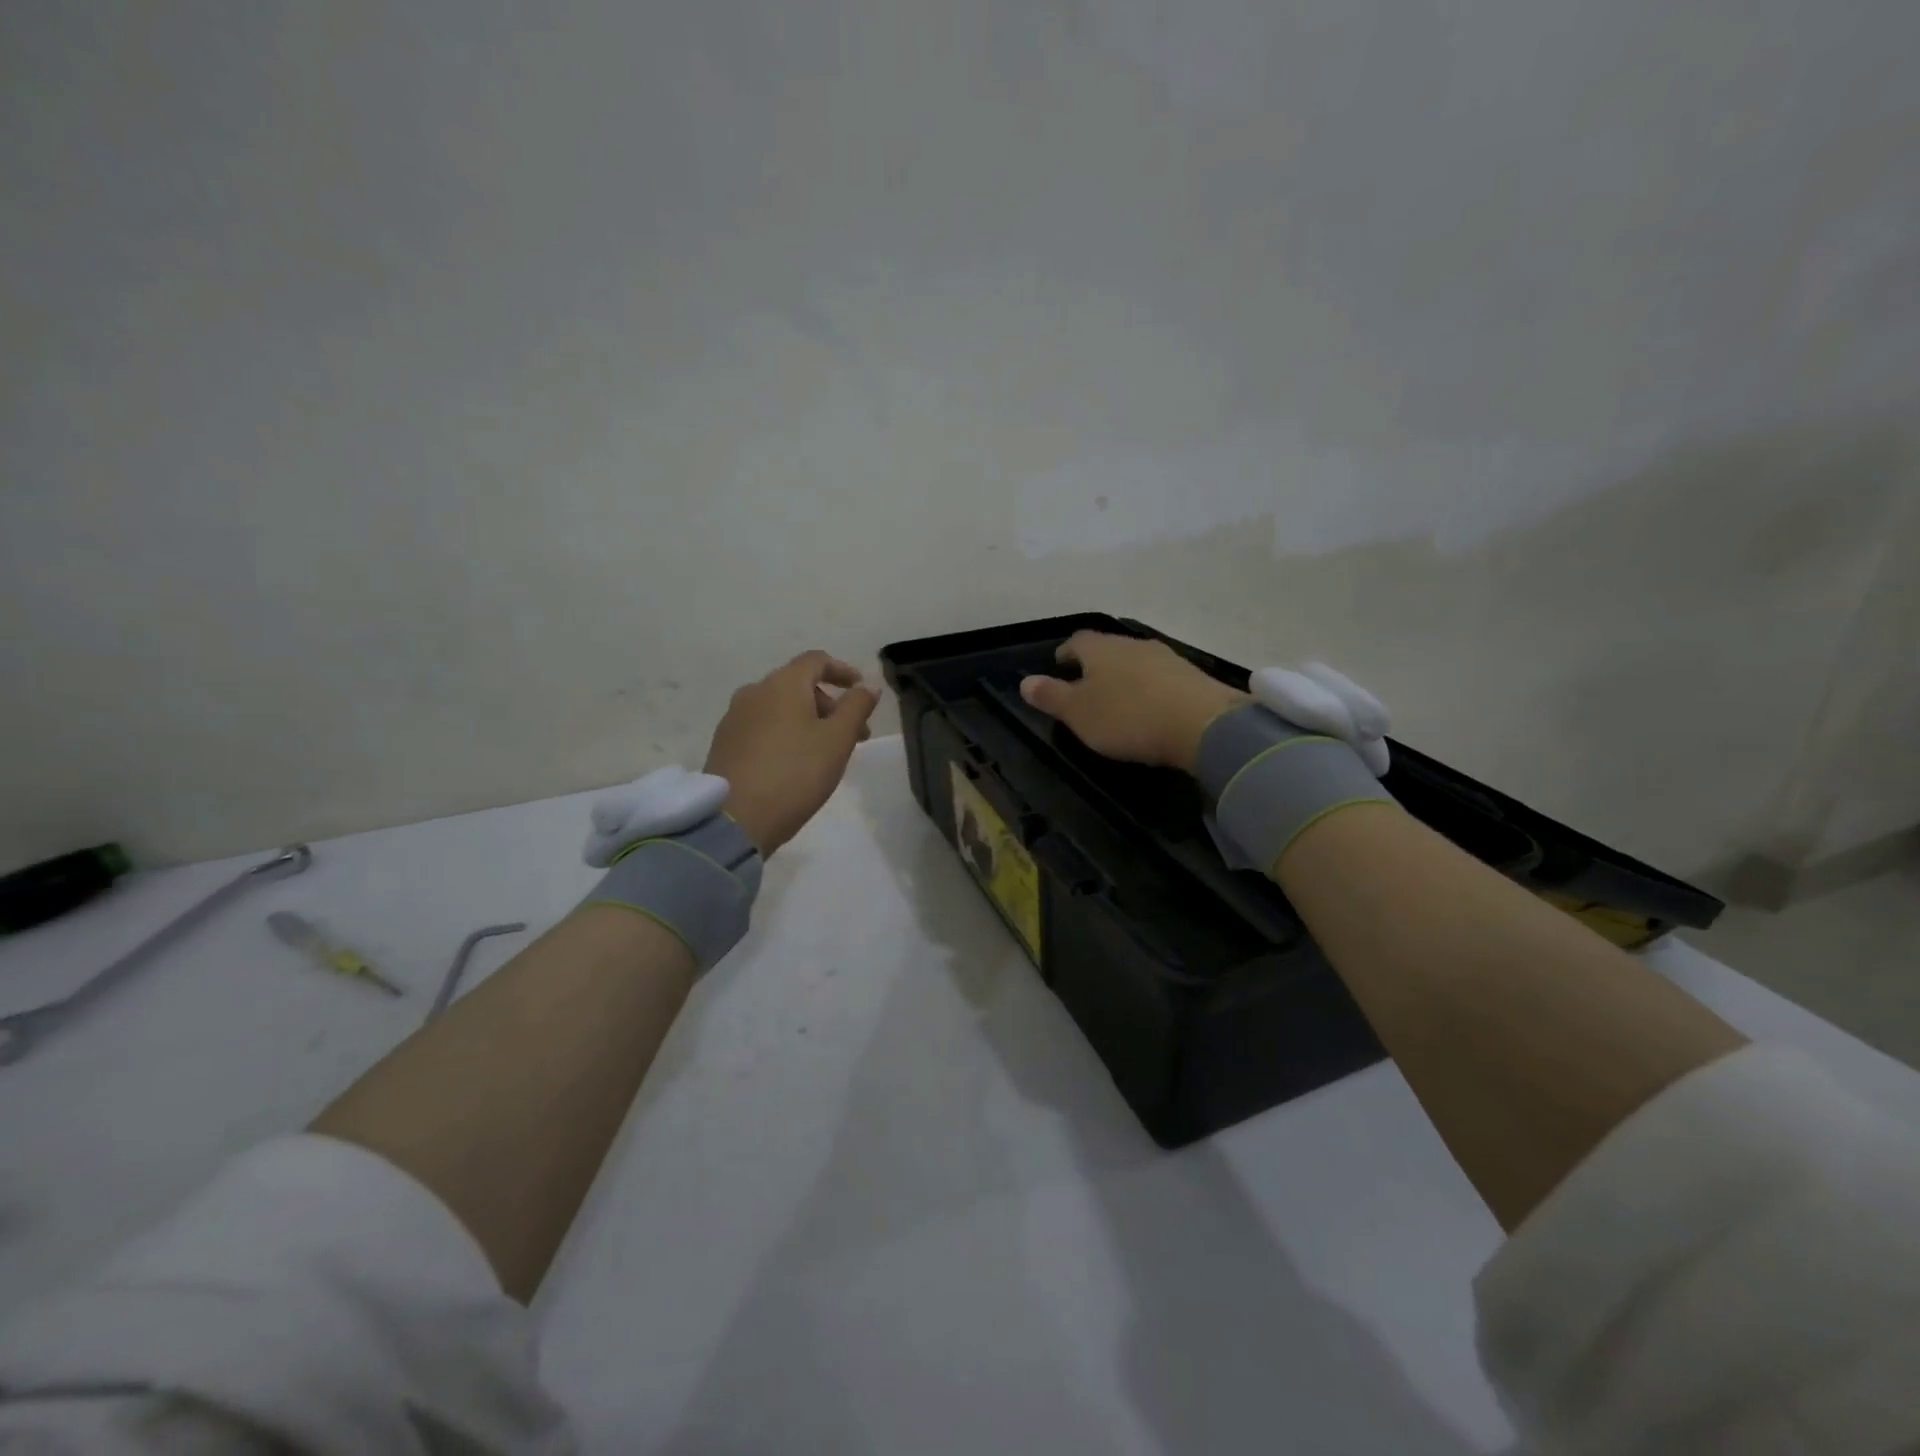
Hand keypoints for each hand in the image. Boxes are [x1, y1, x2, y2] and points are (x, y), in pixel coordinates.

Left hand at [704, 651, 880, 854]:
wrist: (735, 819)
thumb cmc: (795, 773)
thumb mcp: (837, 740)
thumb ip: (857, 707)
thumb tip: (868, 686)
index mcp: (782, 684)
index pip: (816, 660)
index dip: (842, 670)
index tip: (861, 689)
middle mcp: (754, 692)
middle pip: (798, 684)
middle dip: (830, 704)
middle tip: (853, 735)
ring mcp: (734, 718)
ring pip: (779, 707)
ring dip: (808, 720)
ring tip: (825, 752)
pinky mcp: (724, 743)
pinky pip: (763, 726)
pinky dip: (785, 733)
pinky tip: (795, 762)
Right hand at [1020, 631, 1247, 772]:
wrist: (1202, 725)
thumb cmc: (1127, 717)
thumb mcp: (1078, 713)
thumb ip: (1051, 696)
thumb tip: (1025, 681)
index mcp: (1100, 649)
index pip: (1077, 641)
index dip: (1066, 653)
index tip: (1060, 665)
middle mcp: (1133, 644)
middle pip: (1108, 649)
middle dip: (1096, 665)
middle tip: (1086, 686)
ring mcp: (1166, 658)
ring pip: (1136, 662)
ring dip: (1125, 677)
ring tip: (1118, 700)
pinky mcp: (1192, 678)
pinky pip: (1161, 679)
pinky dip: (1149, 689)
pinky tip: (1150, 708)